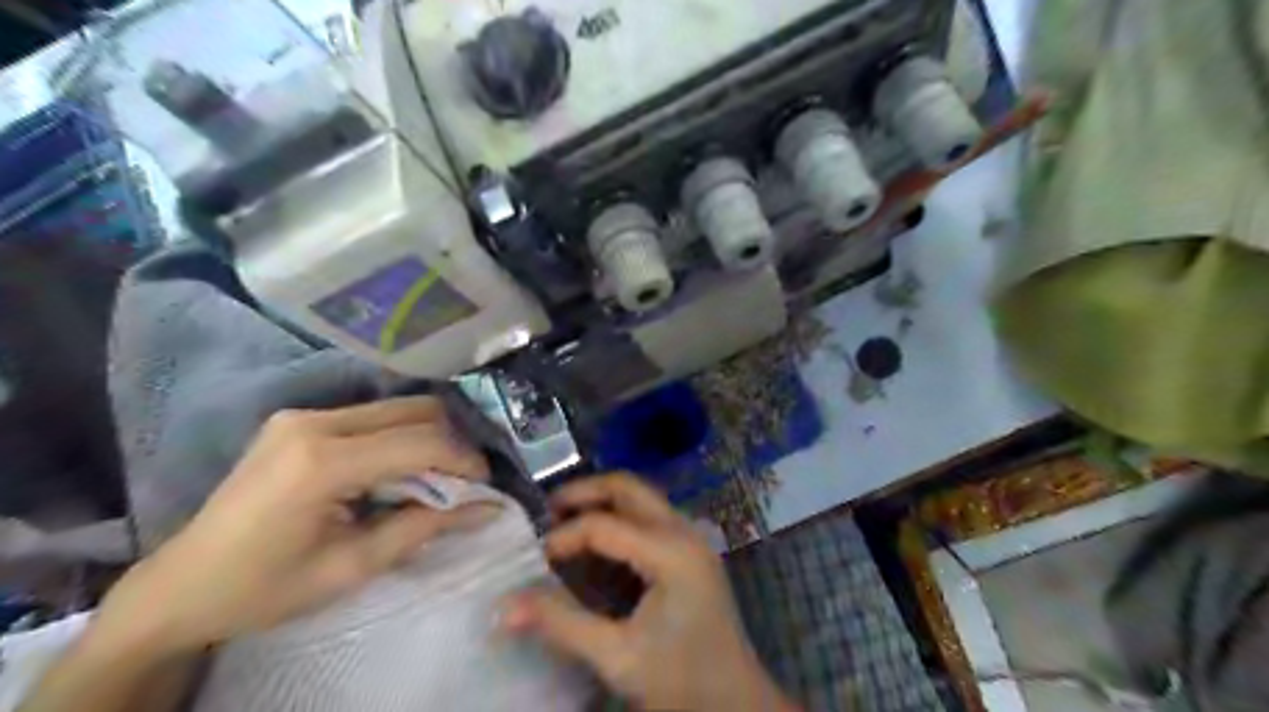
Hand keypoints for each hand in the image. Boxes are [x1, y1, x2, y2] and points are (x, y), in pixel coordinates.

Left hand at [95, 398, 495, 653]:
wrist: (179, 587)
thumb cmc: (264, 589)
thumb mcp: (352, 567)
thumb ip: (424, 527)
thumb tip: (488, 508)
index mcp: (321, 461)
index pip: (420, 442)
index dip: (464, 461)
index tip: (486, 486)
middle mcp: (314, 421)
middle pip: (414, 411)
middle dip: (450, 444)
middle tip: (463, 483)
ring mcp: (303, 415)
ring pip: (397, 409)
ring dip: (427, 440)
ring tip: (433, 481)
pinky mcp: (299, 420)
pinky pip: (372, 417)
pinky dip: (400, 440)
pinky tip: (396, 473)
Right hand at [503, 474, 789, 711]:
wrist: (736, 702)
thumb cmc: (681, 680)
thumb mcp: (617, 656)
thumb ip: (561, 624)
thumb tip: (504, 606)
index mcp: (670, 552)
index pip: (604, 524)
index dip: (564, 537)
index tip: (534, 559)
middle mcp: (683, 531)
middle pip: (628, 487)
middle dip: (584, 492)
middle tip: (547, 512)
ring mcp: (691, 537)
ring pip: (640, 497)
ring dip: (602, 502)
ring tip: (565, 522)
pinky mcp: (690, 550)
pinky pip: (649, 516)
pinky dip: (618, 519)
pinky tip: (597, 545)